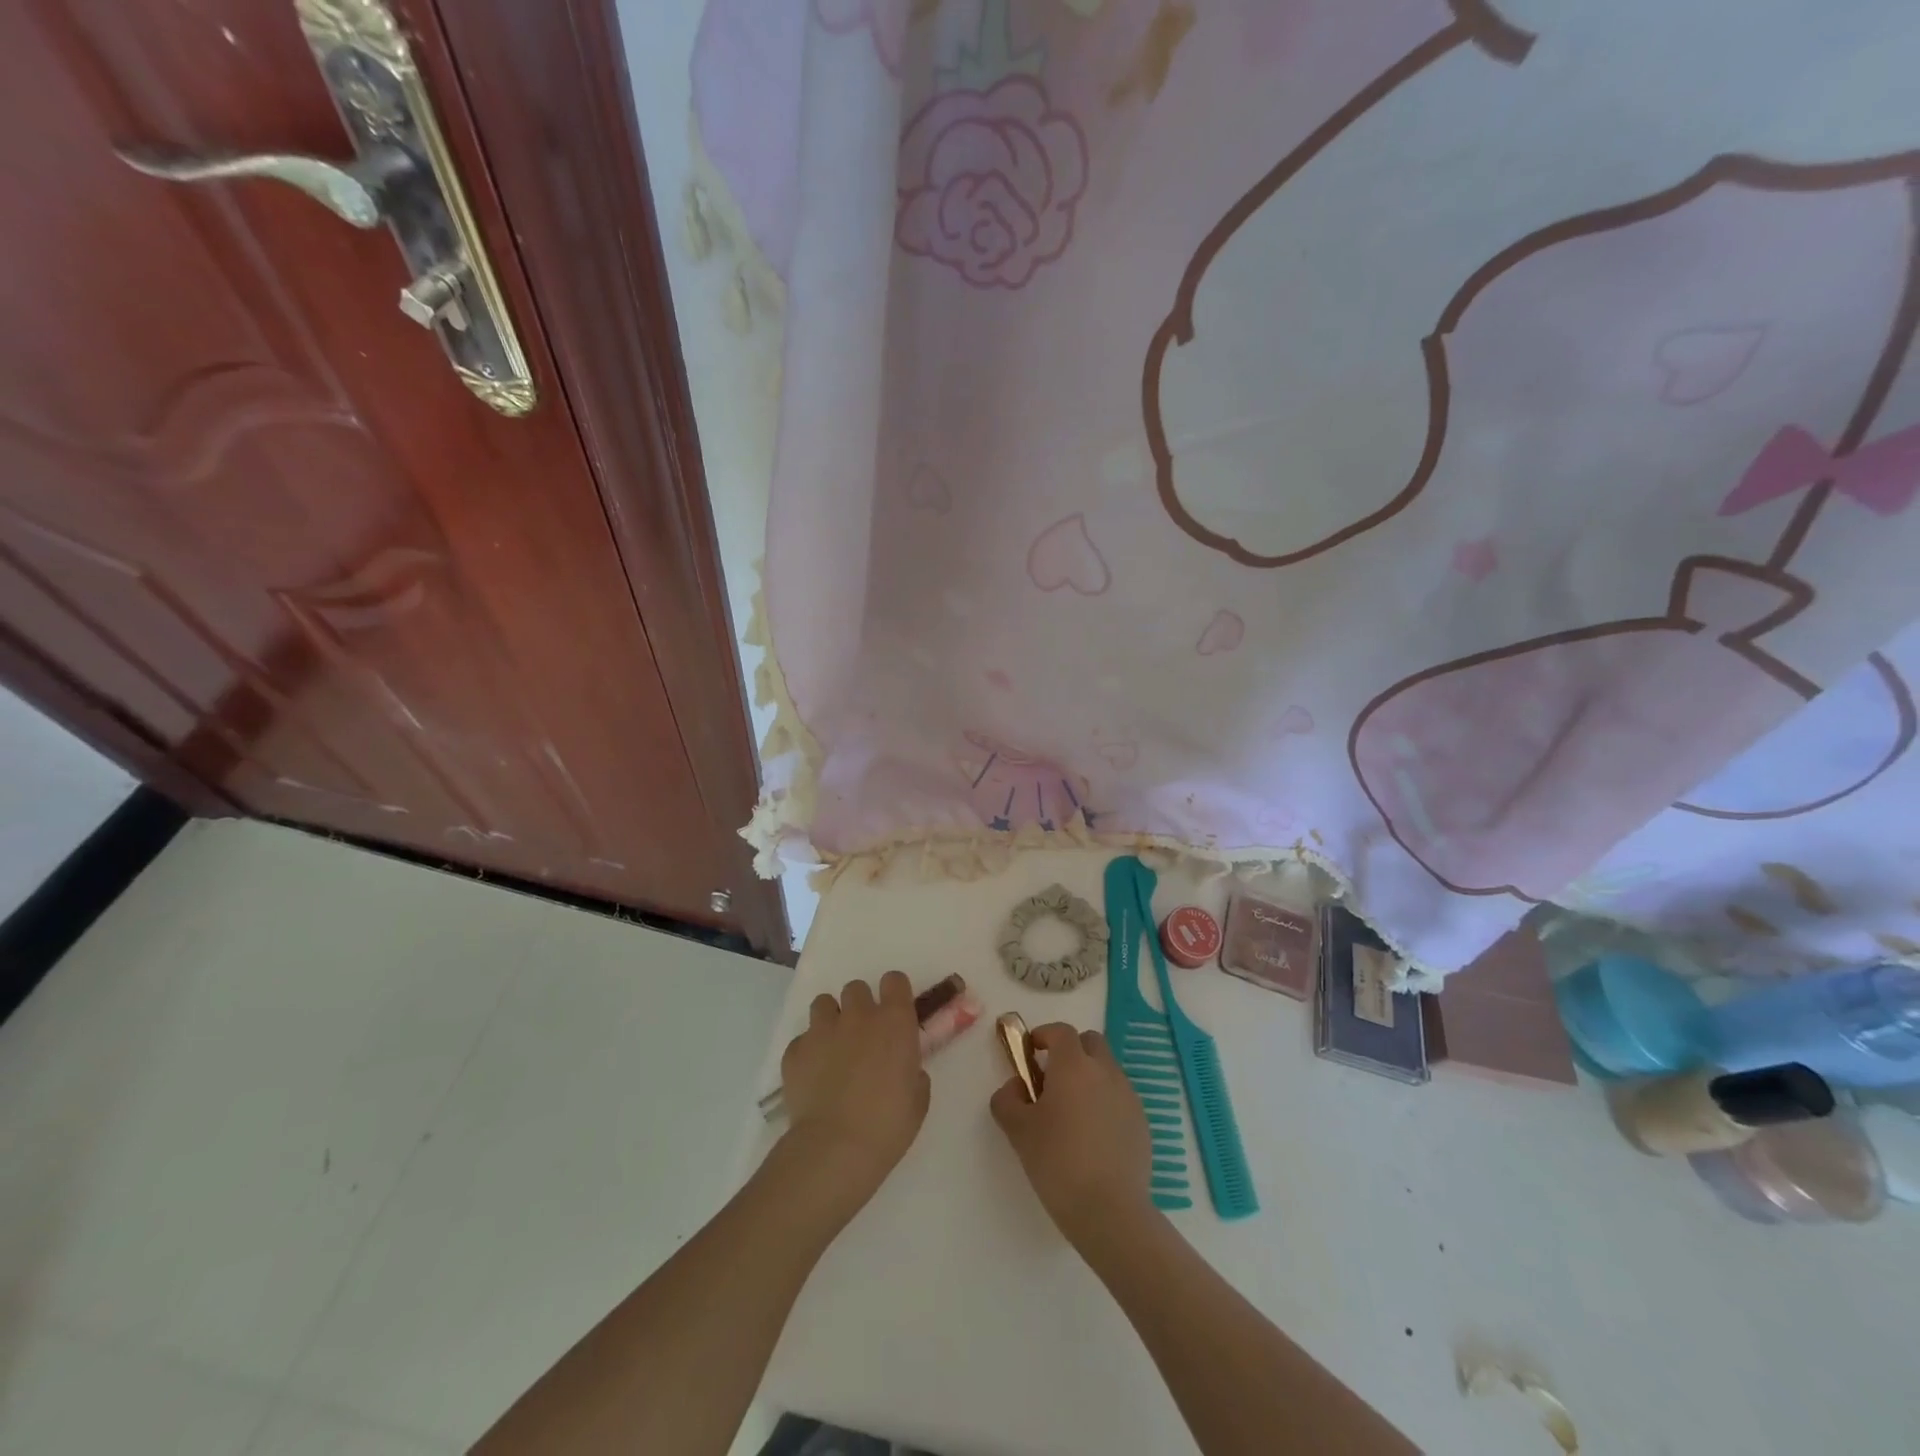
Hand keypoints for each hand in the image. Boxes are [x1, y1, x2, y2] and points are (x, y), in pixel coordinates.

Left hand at [778, 971, 930, 1222]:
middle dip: (859, 1006)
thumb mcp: (918, 1099)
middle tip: (863, 1036)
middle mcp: (858, 1016)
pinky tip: (813, 1077)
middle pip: (856, 988)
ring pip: (823, 1004)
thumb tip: (904, 1068)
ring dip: (830, 1020)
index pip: (894, 980)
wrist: (835, 1148)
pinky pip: (802, 1040)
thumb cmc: (888, 1125)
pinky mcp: (794, 1051)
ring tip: (833, 1049)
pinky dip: (808, 1052)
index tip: (894, 1012)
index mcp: (894, 1021)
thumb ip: (913, 1071)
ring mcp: (822, 1030)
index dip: (894, 993)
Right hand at [991, 1023, 1156, 1249]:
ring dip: (1089, 1077)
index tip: (1030, 1052)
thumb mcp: (1018, 1130)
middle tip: (1052, 1079)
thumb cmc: (1058, 1162)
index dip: (1043, 1035)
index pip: (1060, 1031)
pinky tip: (1093, 1137)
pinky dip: (1105, 1103)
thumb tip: (1016, 1087)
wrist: (1110, 1211)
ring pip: (1107, 1070)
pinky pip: (1120, 1098)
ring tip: (1072, 1114)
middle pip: (1090, 1042)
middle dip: (1071, 1051)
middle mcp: (1105, 1071)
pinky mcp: (1142, 1122)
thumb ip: (1007, 1099)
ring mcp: (1128, 1096)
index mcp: (1074, 1065)